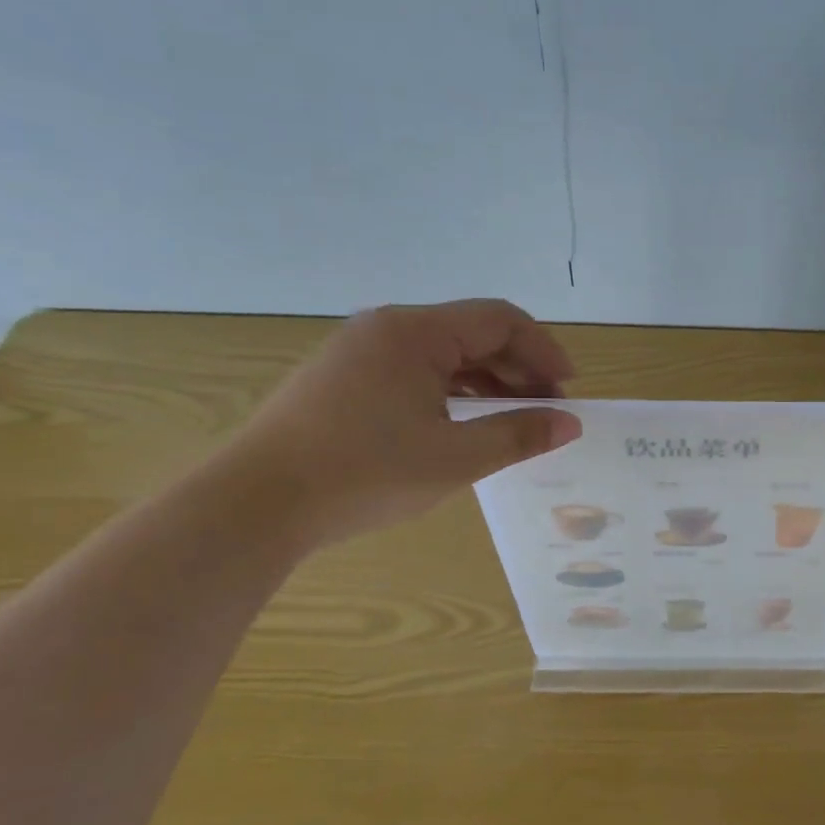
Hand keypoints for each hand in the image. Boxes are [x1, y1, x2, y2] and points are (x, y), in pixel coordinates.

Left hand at [216, 299, 581, 547]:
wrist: (256, 504)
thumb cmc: (365, 474)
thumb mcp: (455, 458)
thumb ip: (518, 435)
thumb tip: (569, 423)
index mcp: (416, 332)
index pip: (500, 320)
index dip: (544, 349)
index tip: (569, 389)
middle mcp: (387, 328)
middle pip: (473, 333)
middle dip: (518, 368)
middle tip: (547, 411)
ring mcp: (359, 351)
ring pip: (443, 353)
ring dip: (486, 381)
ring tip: (513, 420)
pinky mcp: (342, 377)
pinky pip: (413, 370)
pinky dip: (450, 390)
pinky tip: (463, 423)